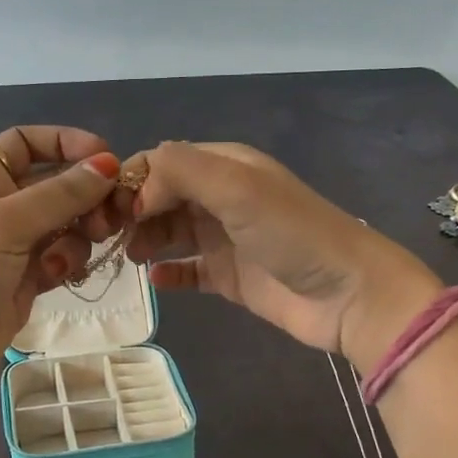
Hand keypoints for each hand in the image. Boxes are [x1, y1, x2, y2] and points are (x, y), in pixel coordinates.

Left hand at [0, 127, 122, 415]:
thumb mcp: (2, 226)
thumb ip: (59, 194)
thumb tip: (107, 163)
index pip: (27, 143)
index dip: (66, 143)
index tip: (106, 158)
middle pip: (56, 184)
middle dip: (85, 196)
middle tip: (109, 219)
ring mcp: (13, 247)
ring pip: (66, 223)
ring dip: (80, 234)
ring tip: (72, 258)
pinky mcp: (25, 282)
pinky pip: (62, 258)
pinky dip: (70, 262)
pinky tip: (63, 277)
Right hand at [126, 141, 443, 369]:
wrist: (349, 295)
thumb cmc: (292, 233)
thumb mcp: (238, 188)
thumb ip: (182, 171)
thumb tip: (137, 187)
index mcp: (226, 166)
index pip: (164, 162)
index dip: (133, 180)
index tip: (109, 209)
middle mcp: (223, 197)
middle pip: (163, 197)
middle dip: (133, 212)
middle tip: (108, 237)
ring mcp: (226, 238)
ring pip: (171, 232)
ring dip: (146, 239)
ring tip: (128, 256)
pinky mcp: (230, 277)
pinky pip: (188, 270)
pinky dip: (168, 272)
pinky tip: (154, 279)